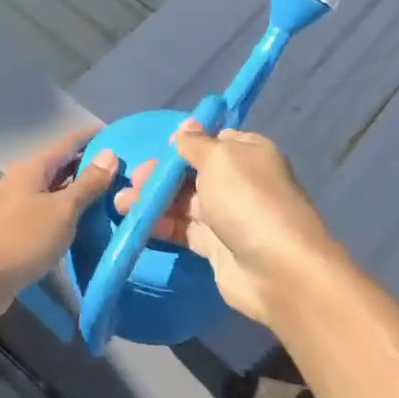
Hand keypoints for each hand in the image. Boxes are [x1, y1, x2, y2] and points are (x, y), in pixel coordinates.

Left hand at [0, 125, 117, 313]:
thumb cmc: (22, 240)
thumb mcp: (62, 211)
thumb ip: (87, 184)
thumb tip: (110, 154)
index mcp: (33, 168)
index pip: (69, 142)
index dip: (94, 137)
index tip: (122, 136)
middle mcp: (22, 180)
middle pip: (62, 165)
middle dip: (91, 165)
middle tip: (125, 171)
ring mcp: (16, 205)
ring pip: (55, 190)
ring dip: (80, 191)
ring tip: (113, 195)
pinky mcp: (15, 229)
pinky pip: (48, 211)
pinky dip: (68, 212)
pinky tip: (86, 222)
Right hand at [115, 121, 337, 327]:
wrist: (276, 269)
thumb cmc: (247, 200)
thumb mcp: (219, 158)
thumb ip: (195, 143)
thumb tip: (185, 127)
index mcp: (248, 153)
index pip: (213, 141)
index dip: (184, 144)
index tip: (158, 148)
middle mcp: (239, 182)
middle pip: (193, 172)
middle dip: (161, 174)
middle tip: (134, 180)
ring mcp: (228, 216)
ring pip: (184, 202)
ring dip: (154, 200)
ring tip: (122, 203)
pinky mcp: (216, 246)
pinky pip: (183, 230)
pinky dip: (160, 225)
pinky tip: (136, 223)